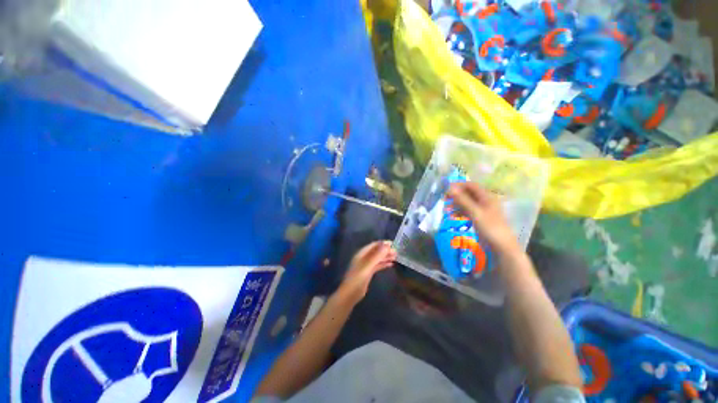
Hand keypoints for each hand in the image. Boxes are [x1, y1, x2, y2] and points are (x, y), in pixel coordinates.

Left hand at [338, 241, 396, 303]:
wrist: (350, 294)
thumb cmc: (357, 278)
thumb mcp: (368, 266)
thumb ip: (377, 255)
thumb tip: (387, 245)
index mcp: (362, 253)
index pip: (374, 245)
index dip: (383, 243)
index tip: (393, 244)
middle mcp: (364, 257)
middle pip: (376, 251)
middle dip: (386, 250)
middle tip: (397, 252)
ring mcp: (366, 265)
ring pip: (378, 258)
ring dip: (386, 257)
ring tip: (396, 257)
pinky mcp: (368, 272)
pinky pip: (377, 265)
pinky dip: (384, 264)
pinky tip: (391, 264)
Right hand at [447, 182, 519, 253]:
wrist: (501, 247)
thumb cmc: (489, 228)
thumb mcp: (475, 213)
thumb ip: (462, 200)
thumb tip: (450, 188)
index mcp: (487, 197)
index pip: (471, 185)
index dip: (459, 185)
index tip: (446, 189)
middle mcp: (485, 201)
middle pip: (469, 193)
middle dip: (456, 194)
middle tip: (444, 198)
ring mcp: (482, 210)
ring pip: (467, 202)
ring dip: (457, 203)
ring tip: (446, 207)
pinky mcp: (479, 219)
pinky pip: (468, 211)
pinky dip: (460, 211)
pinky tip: (453, 215)